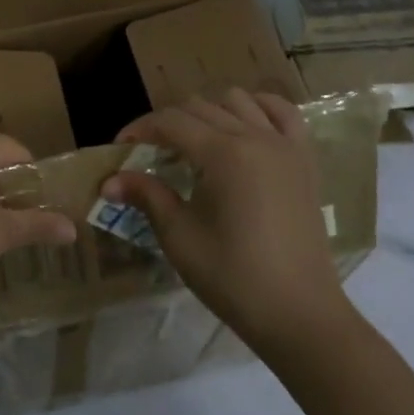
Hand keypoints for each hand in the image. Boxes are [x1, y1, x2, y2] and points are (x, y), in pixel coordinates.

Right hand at [104, 89, 354, 351]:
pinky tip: (243, 127)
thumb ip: (146, 196)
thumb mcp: (180, 236)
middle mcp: (255, 136)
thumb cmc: (233, 277)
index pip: (170, 121)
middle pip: (200, 107)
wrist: (299, 314)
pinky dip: (259, 108)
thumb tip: (108, 181)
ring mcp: (285, 145)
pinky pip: (284, 113)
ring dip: (210, 111)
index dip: (140, 129)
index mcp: (223, 154)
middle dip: (168, 123)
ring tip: (195, 142)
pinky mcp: (305, 160)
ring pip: (239, 100)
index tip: (121, 147)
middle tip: (151, 152)